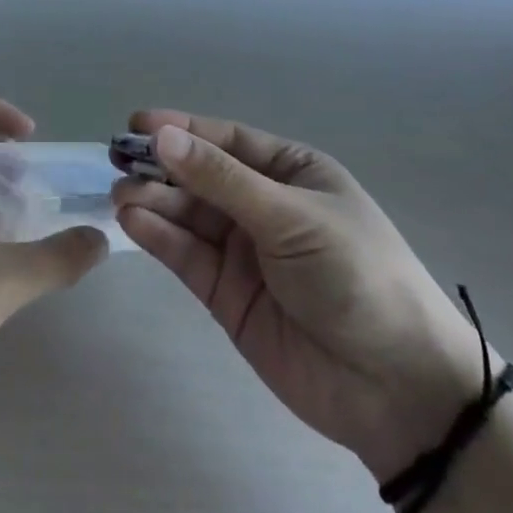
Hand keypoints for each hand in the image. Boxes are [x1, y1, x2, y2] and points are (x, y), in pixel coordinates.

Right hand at [113, 111, 487, 480]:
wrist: (396, 388)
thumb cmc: (356, 275)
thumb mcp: (292, 216)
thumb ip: (222, 180)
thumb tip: (162, 138)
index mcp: (292, 173)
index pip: (227, 141)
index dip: (182, 130)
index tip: (137, 123)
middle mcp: (263, 205)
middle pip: (200, 176)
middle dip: (160, 166)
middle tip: (117, 159)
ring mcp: (243, 251)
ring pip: (187, 215)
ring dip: (153, 200)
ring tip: (119, 193)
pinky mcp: (226, 294)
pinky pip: (186, 255)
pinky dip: (158, 237)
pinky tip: (132, 221)